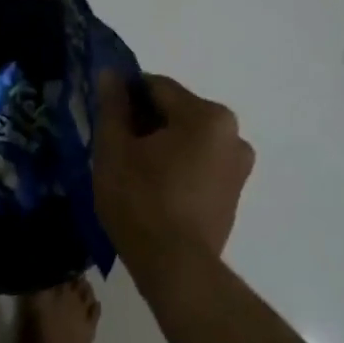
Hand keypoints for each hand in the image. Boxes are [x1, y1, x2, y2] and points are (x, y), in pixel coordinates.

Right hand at [94, 71, 252, 270]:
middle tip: (115, 146)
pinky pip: (200, 162)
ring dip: (163, 144)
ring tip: (133, 171)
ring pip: (189, 138)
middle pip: (176, 111)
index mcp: (206, 115)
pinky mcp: (235, 191)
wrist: (176, 268)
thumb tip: (112, 74)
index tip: (104, 115)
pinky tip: (155, 188)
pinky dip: (179, 165)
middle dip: (145, 122)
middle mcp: (232, 132)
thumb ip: (113, 106)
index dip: (125, 96)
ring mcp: (238, 164)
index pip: (156, 87)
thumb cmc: (140, 201)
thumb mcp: (114, 149)